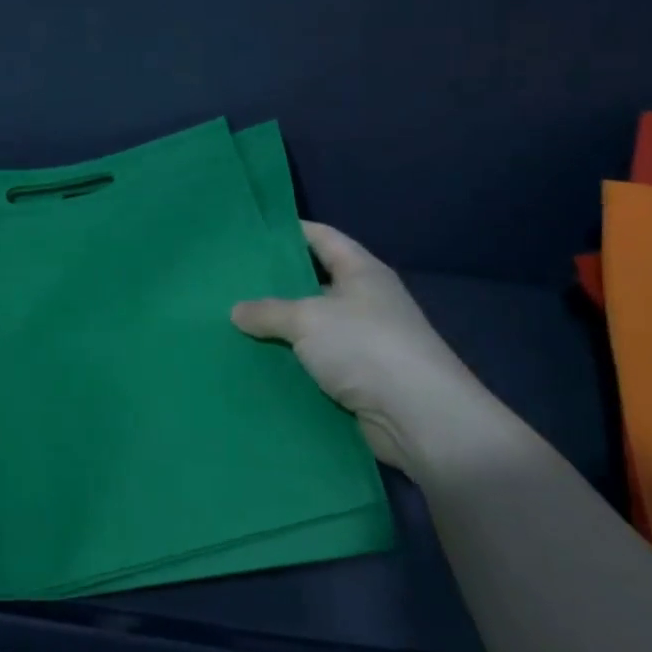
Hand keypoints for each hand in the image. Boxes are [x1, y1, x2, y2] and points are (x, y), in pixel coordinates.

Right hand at [231, 222, 502, 477]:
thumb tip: (236, 311)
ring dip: (281, 329)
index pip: (322, 237)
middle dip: (276, 283)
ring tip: (234, 323)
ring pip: (313, 327)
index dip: (289, 231)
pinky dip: (292, 362)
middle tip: (231, 281)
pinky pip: (317, 362)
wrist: (420, 419)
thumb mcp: (308, 319)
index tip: (252, 233)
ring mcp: (365, 341)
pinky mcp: (361, 379)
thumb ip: (268, 311)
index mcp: (362, 271)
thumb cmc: (366, 347)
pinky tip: (258, 362)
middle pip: (314, 282)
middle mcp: (366, 301)